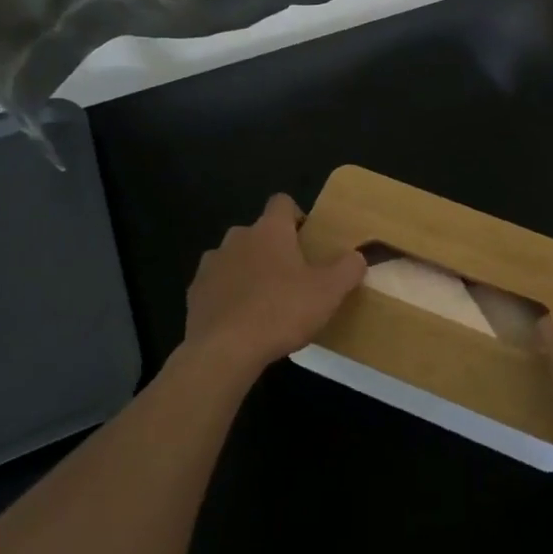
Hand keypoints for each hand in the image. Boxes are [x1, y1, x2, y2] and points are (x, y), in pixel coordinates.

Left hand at [184, 194, 365, 374]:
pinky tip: (240, 320)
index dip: (296, 216)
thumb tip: (357, 256)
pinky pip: (216, 285)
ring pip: (235, 258)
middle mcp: (237, 237)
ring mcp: (211, 264)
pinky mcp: (194, 293)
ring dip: (248, 271)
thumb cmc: (281, 311)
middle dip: (273, 248)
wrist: (223, 350)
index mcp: (270, 230)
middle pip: (258, 232)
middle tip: (292, 276)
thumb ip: (348, 268)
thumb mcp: (329, 292)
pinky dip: (228, 295)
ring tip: (265, 301)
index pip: (282, 202)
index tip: (307, 240)